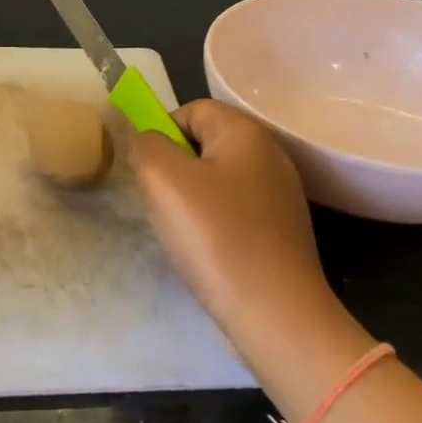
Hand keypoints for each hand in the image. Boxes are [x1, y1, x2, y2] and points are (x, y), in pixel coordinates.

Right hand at [128, 100, 371, 406]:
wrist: (275, 313)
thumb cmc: (217, 237)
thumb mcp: (163, 179)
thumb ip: (143, 144)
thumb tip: (141, 137)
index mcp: (247, 133)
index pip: (192, 109)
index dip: (161, 131)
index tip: (145, 169)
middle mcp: (270, 156)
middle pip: (205, 143)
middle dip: (173, 166)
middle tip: (158, 200)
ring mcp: (279, 196)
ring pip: (216, 179)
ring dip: (189, 197)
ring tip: (179, 229)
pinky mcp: (280, 231)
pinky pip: (233, 210)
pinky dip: (212, 222)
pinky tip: (204, 249)